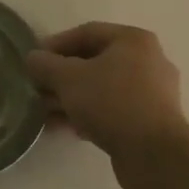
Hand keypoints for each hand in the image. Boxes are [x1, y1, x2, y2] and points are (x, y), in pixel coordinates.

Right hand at [25, 23, 188, 188]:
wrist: (155, 156)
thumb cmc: (112, 103)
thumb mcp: (69, 79)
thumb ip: (46, 65)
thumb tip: (32, 58)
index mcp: (133, 40)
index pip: (86, 32)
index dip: (56, 44)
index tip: (34, 60)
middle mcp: (147, 61)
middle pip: (94, 61)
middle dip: (62, 75)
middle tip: (37, 87)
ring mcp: (152, 93)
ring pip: (102, 88)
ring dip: (71, 97)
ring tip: (44, 111)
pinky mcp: (150, 122)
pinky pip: (112, 110)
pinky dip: (88, 114)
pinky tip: (64, 128)